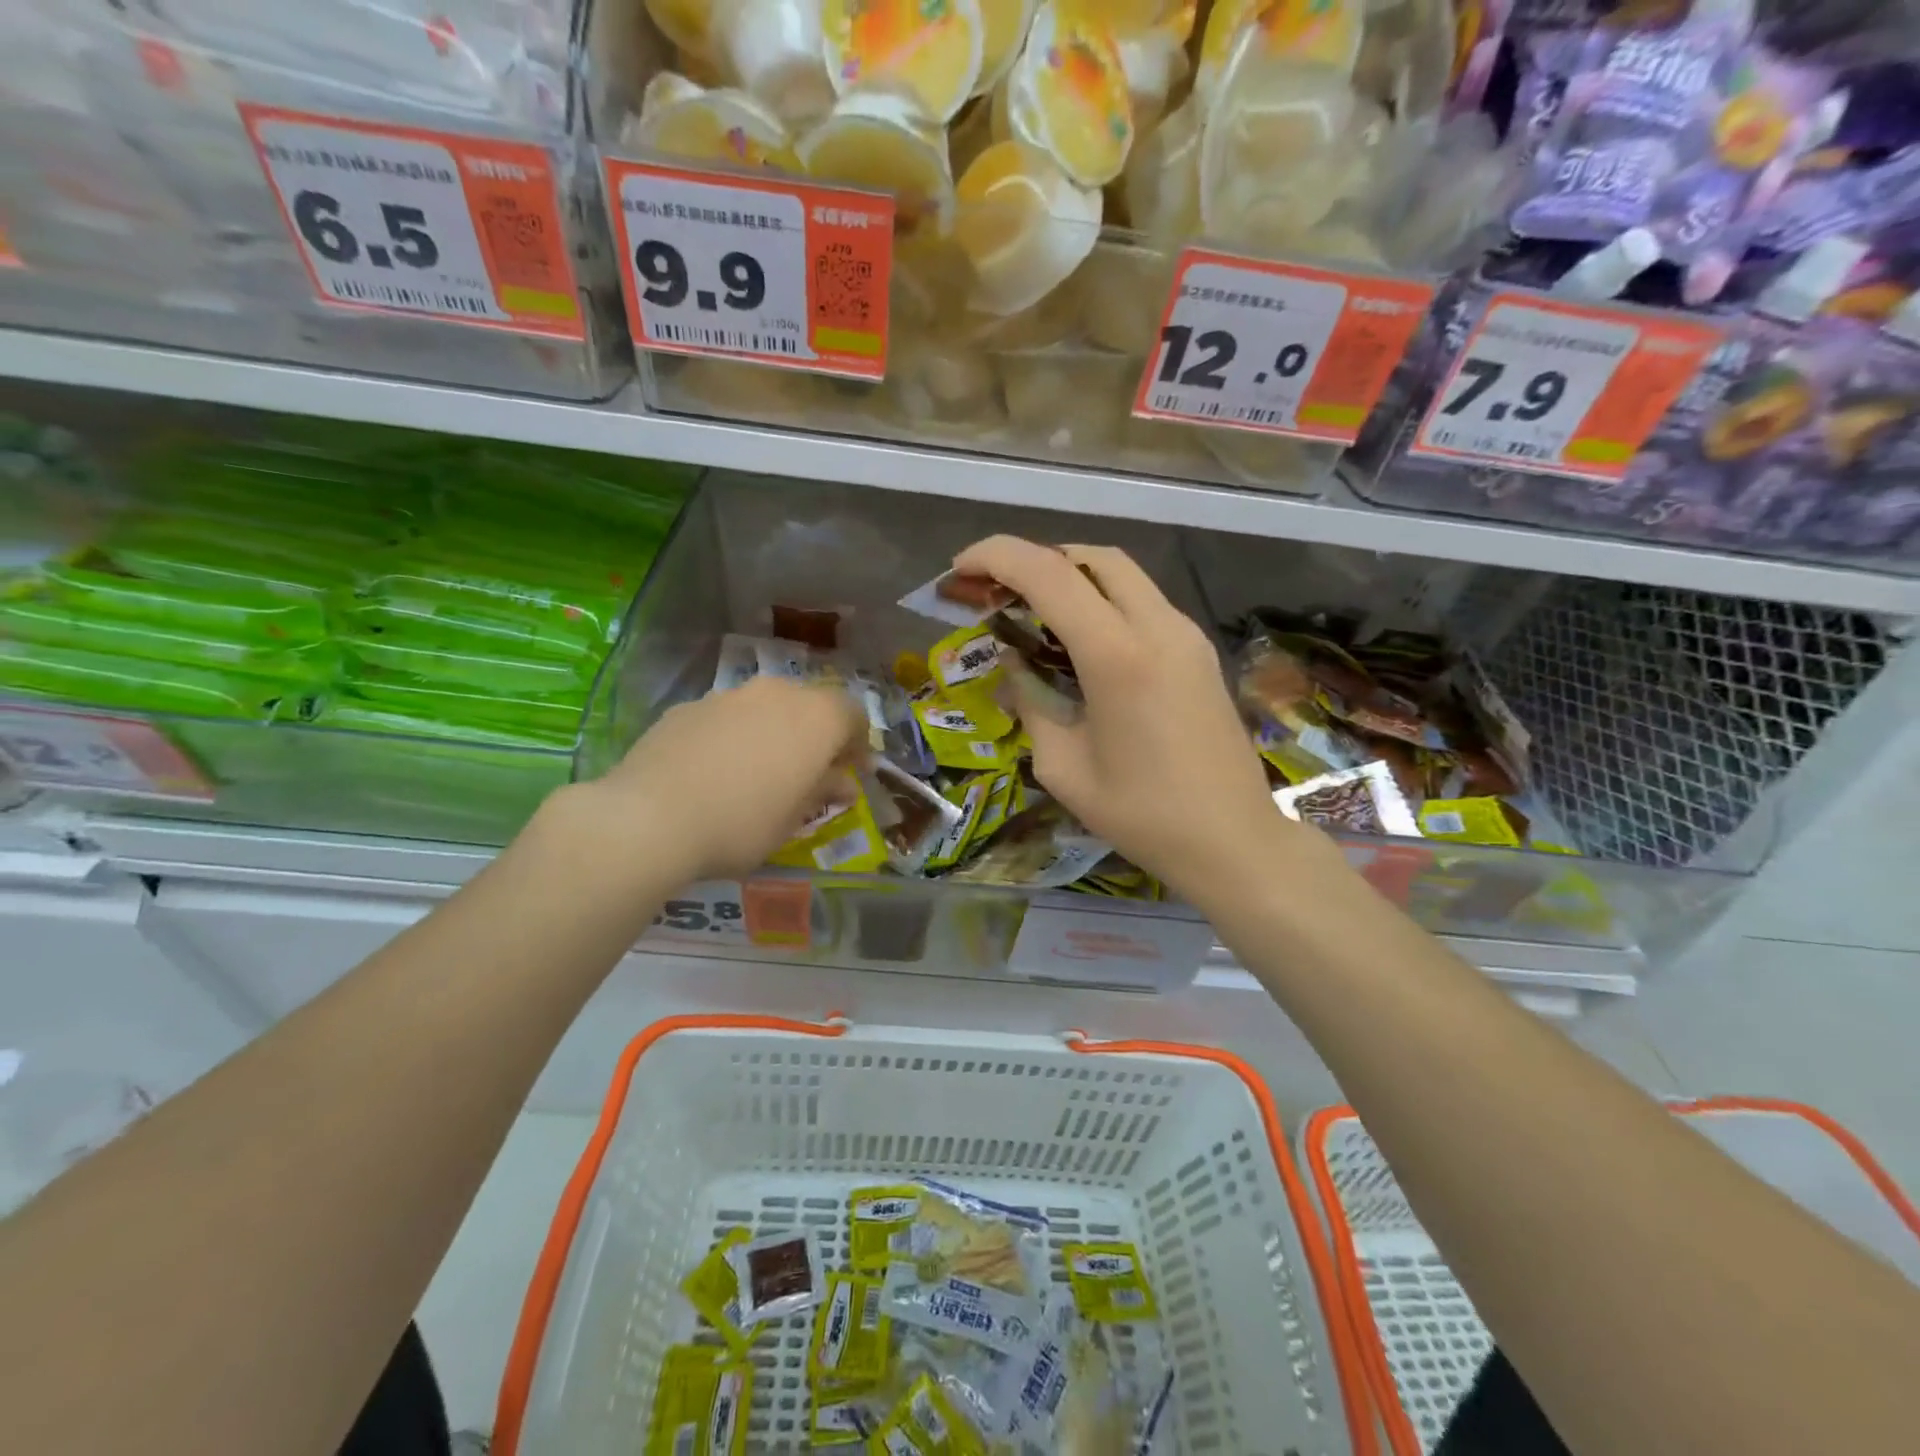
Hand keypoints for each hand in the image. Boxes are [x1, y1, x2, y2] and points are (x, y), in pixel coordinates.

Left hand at [581, 676, 865, 883]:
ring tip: (760, 771)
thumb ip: (822, 791)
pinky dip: (735, 735)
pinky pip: (728, 716)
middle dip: (816, 734)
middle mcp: (777, 693)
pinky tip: (717, 770)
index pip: (853, 714)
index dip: (857, 743)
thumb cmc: (742, 823)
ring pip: (766, 706)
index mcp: (816, 718)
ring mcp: (729, 695)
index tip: (851, 774)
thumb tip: (842, 783)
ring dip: (774, 731)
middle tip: (810, 771)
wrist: (650, 817)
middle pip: (811, 704)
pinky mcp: (689, 706)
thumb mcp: (793, 819)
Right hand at [952, 535, 1320, 904]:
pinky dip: (1102, 600)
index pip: (1049, 574)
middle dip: (1035, 559)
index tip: (960, 570)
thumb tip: (1015, 664)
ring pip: (1122, 574)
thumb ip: (1031, 703)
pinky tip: (1079, 639)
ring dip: (1071, 577)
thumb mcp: (1062, 767)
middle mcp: (1157, 626)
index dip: (996, 558)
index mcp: (1117, 655)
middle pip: (1090, 557)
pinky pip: (1142, 601)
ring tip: (1031, 611)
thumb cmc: (1142, 815)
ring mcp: (1185, 635)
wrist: (1233, 839)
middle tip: (996, 590)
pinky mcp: (1198, 651)